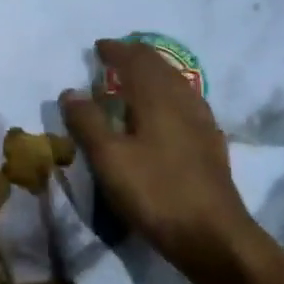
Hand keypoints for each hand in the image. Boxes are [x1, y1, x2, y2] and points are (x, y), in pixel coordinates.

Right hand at [59, 40, 255, 267]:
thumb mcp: (109, 158)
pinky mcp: (210, 146)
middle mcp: (183, 102)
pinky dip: (168, 96)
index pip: (136, 61)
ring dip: (154, 75)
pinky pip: (186, 104)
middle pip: (161, 68)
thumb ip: (88, 122)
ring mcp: (202, 124)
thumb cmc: (155, 192)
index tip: (98, 47)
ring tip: (135, 80)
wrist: (213, 236)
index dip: (116, 51)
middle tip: (116, 57)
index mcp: (158, 99)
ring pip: (177, 85)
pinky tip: (164, 114)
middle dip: (137, 57)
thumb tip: (70, 91)